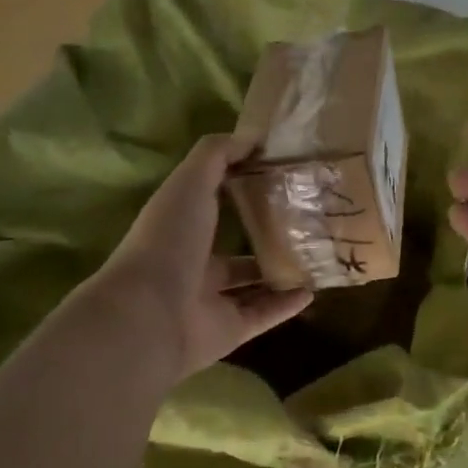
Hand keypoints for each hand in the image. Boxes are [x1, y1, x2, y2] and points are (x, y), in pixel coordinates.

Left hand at [81, 134, 312, 380]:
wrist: (151, 315)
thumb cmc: (169, 240)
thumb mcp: (190, 183)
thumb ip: (218, 155)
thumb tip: (253, 137)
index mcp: (181, 228)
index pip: (213, 205)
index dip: (242, 188)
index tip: (281, 174)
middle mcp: (194, 264)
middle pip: (235, 250)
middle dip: (266, 235)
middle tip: (308, 218)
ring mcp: (212, 301)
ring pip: (252, 285)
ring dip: (280, 271)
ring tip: (317, 254)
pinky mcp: (230, 330)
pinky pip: (264, 314)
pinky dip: (287, 305)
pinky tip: (314, 289)